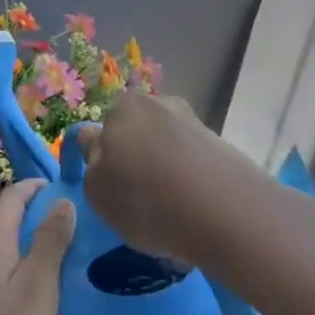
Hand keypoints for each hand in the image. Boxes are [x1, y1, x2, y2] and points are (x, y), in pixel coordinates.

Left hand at [0, 180, 75, 314]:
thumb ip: (51, 242)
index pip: (12, 195)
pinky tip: (12, 270)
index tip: (62, 188)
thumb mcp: (38, 289)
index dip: (36, 186)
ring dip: (10, 225)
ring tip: (39, 238)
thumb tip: (63, 201)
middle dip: (24, 203)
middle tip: (58, 213)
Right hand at [76, 94, 253, 264]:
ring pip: (166, 145)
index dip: (102, 158)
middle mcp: (159, 103)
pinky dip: (188, 177)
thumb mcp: (97, 190)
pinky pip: (192, 160)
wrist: (223, 211)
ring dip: (163, 167)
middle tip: (136, 197)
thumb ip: (91, 162)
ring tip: (168, 206)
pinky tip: (191, 204)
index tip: (110, 186)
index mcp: (123, 107)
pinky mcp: (222, 144)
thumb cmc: (145, 198)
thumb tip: (96, 143)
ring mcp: (194, 121)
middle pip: (137, 132)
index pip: (102, 130)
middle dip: (135, 157)